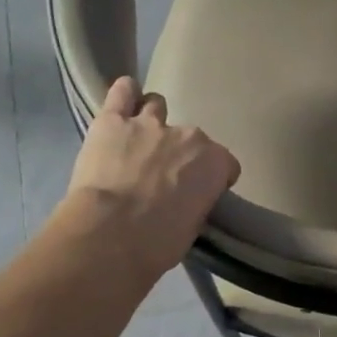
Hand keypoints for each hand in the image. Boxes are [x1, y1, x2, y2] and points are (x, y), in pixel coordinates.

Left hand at [59, 77, 239, 282]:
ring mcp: (149, 124)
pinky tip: (123, 101)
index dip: (213, 179)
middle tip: (164, 177)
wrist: (111, 235)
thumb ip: (196, 202)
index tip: (200, 194)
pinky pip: (122, 93)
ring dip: (152, 121)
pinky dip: (125, 95)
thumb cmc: (159, 242)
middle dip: (180, 154)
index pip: (225, 165)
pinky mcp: (112, 121)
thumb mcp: (193, 227)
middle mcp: (188, 136)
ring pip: (156, 106)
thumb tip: (186, 199)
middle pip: (192, 138)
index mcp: (215, 163)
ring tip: (140, 141)